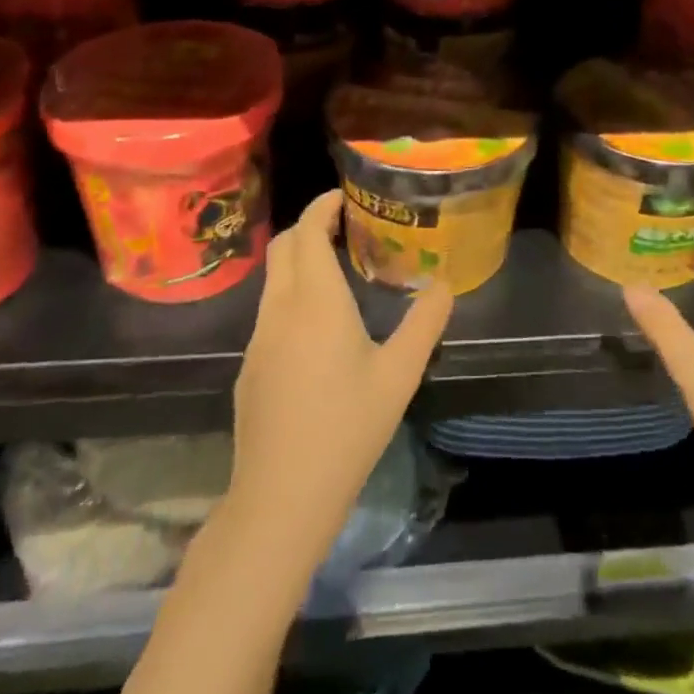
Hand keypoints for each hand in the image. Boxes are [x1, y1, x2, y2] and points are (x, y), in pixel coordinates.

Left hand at [227, 191, 453, 561]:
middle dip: (311, 226)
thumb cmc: (347, 428)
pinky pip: (270, 310)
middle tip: (348, 228)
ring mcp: (259, 337)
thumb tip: (444, 285)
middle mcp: (280, 307)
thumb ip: (425, 323)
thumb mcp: (399, 374)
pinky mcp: (249, 365)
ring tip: (338, 270)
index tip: (346, 197)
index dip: (323, 205)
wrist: (280, 497)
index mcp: (315, 300)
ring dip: (300, 260)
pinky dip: (291, 293)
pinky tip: (318, 327)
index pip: (308, 230)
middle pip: (285, 246)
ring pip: (274, 278)